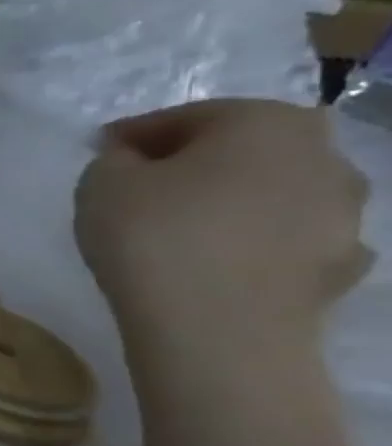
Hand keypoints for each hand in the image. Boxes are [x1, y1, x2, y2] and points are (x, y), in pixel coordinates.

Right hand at [74, 98, 370, 337]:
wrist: (217, 329)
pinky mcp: (343, 266)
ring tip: (173, 230)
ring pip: (270, 194)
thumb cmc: (153, 235)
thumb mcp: (101, 180)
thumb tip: (135, 159)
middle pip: (242, 150)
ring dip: (228, 203)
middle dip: (193, 164)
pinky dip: (253, 244)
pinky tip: (214, 263)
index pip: (186, 116)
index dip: (135, 136)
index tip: (99, 155)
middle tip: (139, 189)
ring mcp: (347, 214)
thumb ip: (118, 158)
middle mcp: (324, 155)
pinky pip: (285, 240)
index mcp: (266, 121)